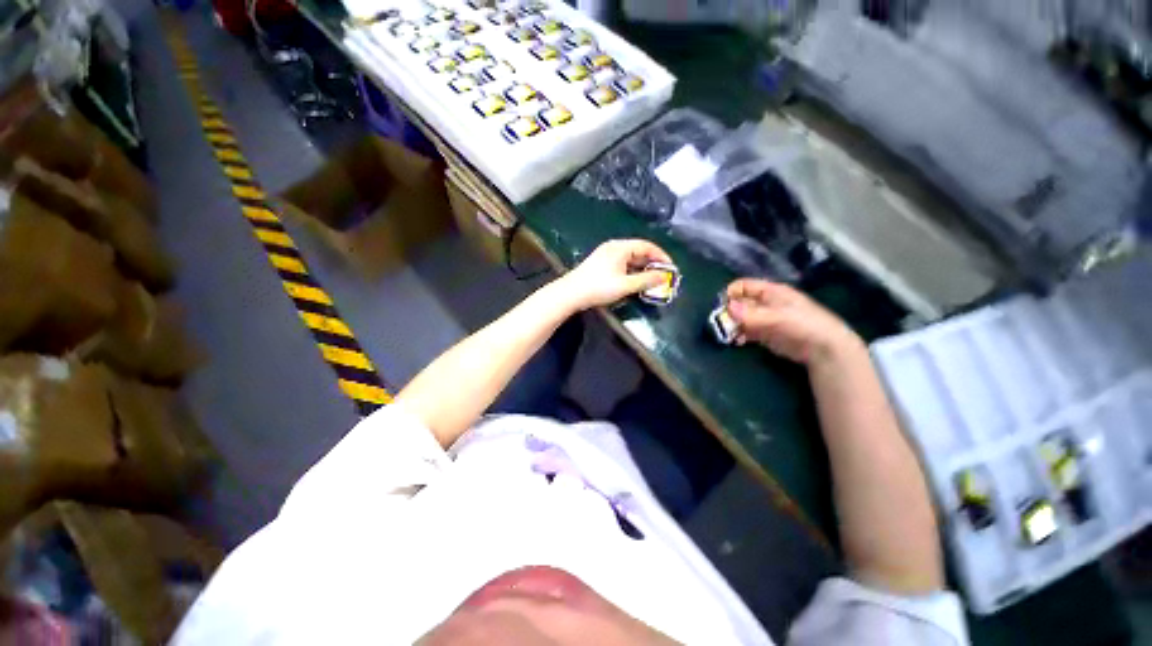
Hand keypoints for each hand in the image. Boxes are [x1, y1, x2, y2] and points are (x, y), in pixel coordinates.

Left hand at [559, 239, 672, 310]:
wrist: (571, 293)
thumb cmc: (599, 287)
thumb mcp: (625, 285)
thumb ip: (646, 280)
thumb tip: (664, 277)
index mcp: (621, 247)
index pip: (647, 246)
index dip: (661, 256)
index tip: (671, 268)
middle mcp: (614, 247)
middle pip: (639, 251)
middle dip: (652, 263)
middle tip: (663, 275)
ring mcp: (606, 255)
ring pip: (630, 258)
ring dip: (642, 268)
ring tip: (652, 280)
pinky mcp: (601, 264)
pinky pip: (622, 264)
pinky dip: (632, 271)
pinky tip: (635, 281)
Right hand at [726, 279, 863, 365]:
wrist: (824, 349)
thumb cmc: (804, 326)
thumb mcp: (779, 317)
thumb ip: (753, 314)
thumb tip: (728, 308)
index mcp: (770, 292)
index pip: (744, 286)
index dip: (731, 293)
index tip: (720, 306)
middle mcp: (765, 303)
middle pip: (739, 302)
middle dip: (728, 311)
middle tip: (720, 323)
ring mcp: (764, 319)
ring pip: (740, 318)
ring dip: (731, 324)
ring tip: (726, 334)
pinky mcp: (764, 335)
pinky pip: (745, 331)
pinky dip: (738, 335)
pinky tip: (735, 341)